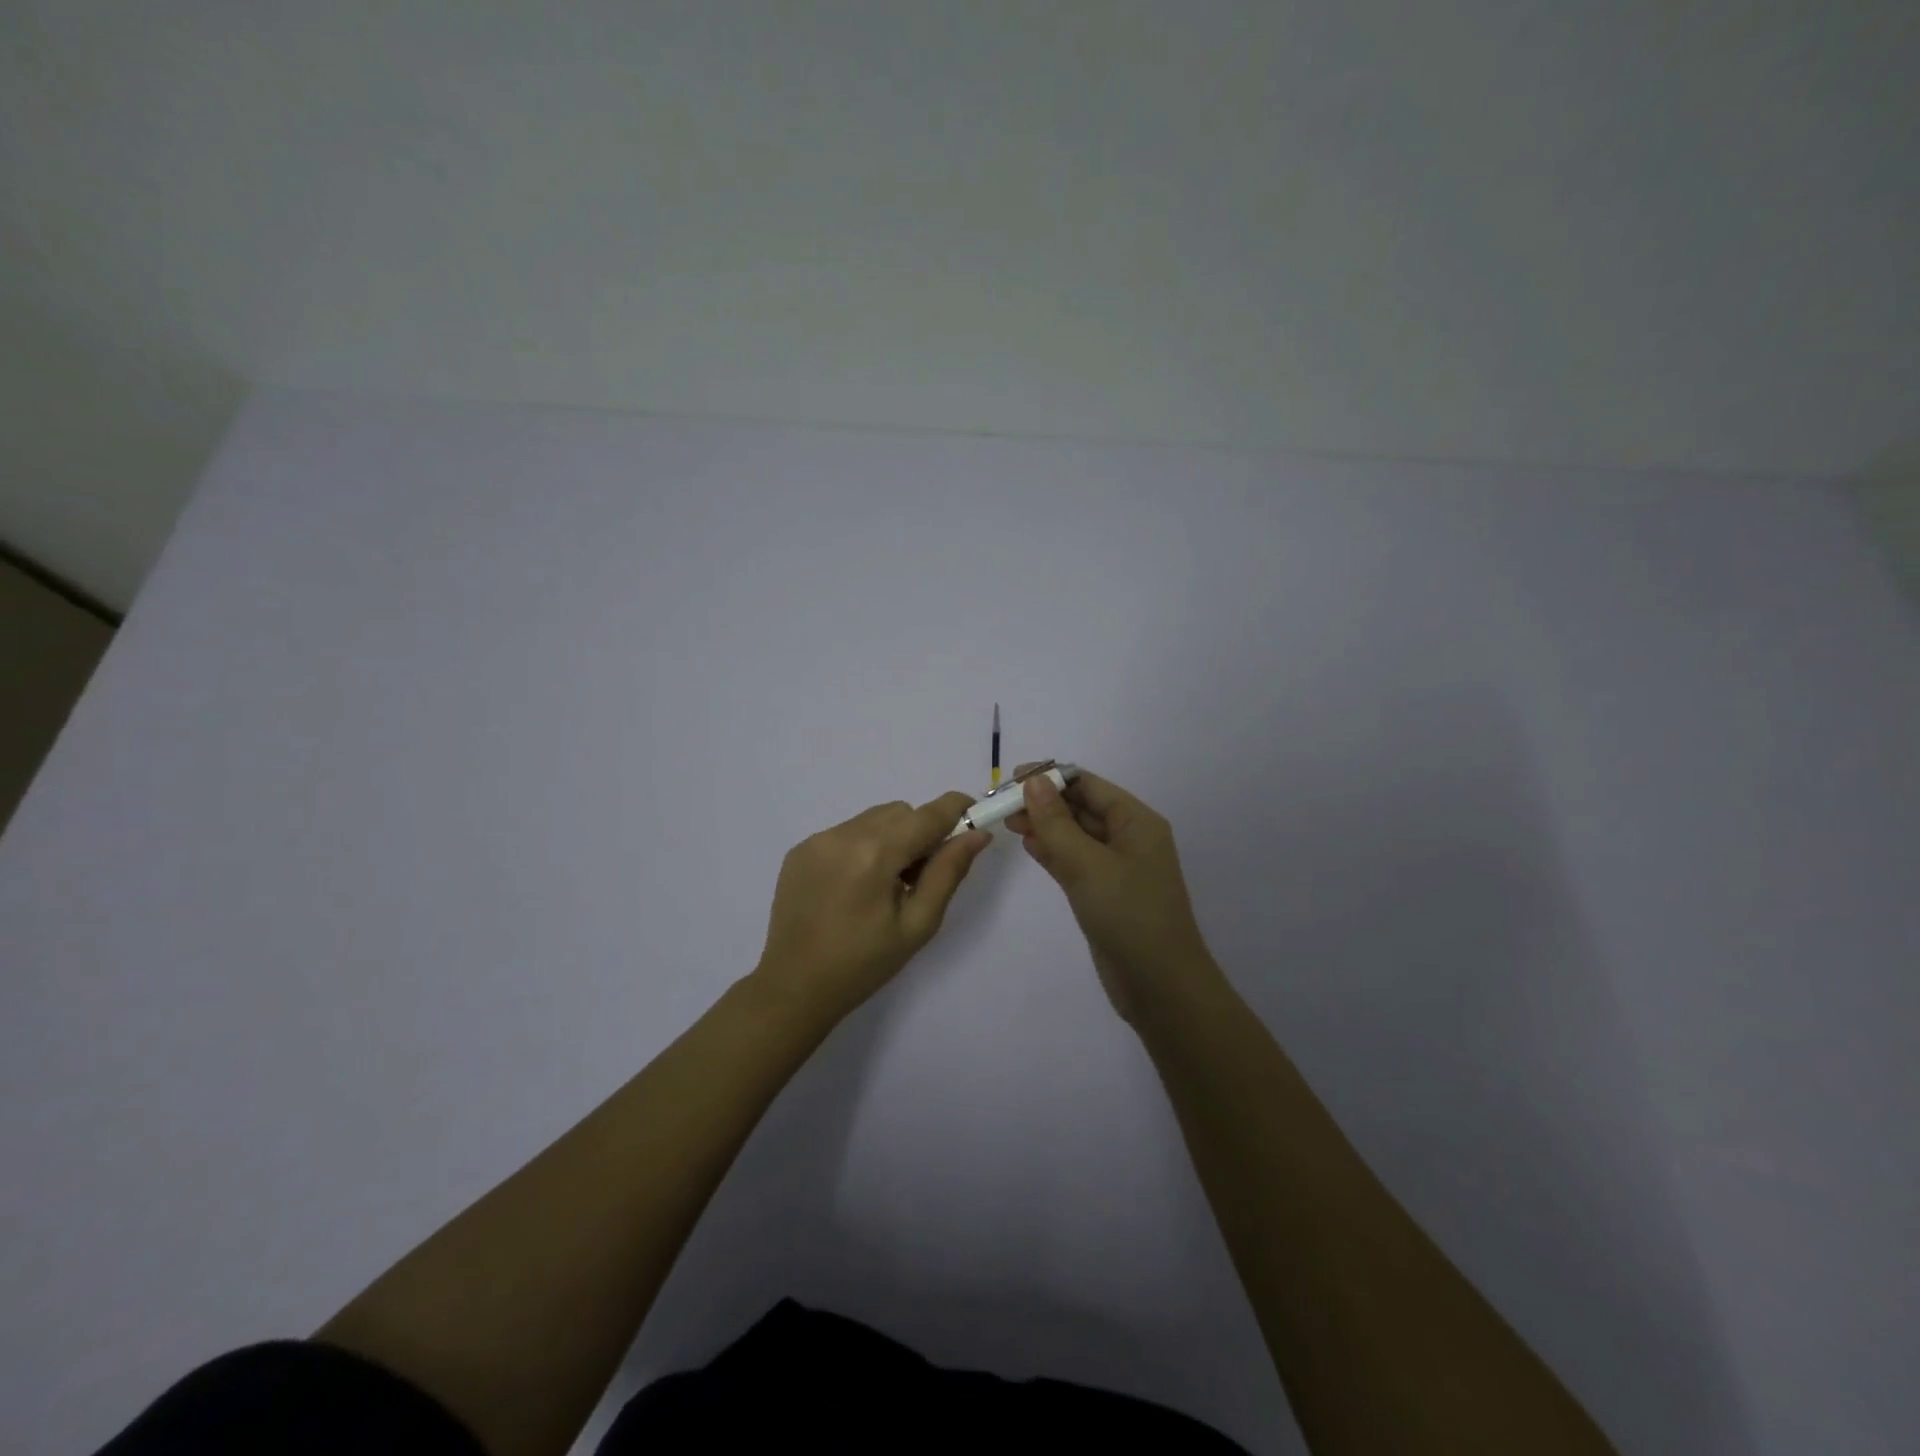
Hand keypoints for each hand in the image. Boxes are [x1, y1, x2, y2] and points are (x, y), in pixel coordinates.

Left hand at [753, 791, 991, 1024]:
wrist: (794, 987)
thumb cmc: (864, 964)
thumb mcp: (918, 924)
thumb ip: (948, 872)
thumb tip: (978, 834)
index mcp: (875, 853)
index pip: (928, 813)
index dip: (957, 810)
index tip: (974, 821)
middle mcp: (844, 834)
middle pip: (901, 812)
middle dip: (921, 832)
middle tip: (920, 877)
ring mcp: (817, 839)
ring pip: (873, 818)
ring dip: (891, 838)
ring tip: (885, 884)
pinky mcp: (800, 850)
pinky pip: (845, 832)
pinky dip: (862, 847)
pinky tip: (854, 887)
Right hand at [1006, 764, 1216, 1022]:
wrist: (1159, 986)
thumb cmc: (1129, 916)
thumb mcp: (1088, 865)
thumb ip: (1057, 823)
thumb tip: (1034, 781)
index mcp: (1136, 822)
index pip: (1088, 785)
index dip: (1051, 778)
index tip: (1012, 780)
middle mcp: (1129, 838)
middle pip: (1081, 807)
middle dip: (1044, 802)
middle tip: (1002, 805)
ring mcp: (1117, 867)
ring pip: (1075, 834)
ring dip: (1044, 825)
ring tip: (1007, 822)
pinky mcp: (1104, 893)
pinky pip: (1075, 860)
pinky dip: (1052, 851)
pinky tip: (1028, 845)